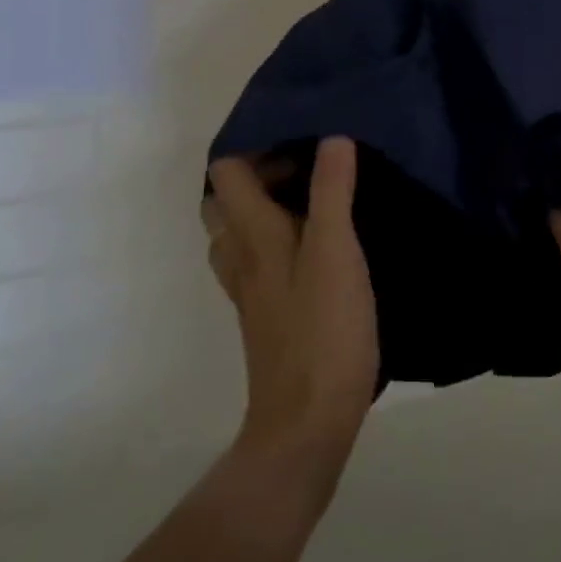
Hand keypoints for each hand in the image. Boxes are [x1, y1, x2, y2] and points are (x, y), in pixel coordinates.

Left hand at [204, 138, 378, 495]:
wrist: (306, 423)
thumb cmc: (323, 330)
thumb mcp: (335, 251)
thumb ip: (332, 192)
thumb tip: (332, 138)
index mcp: (251, 235)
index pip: (226, 171)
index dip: (254, 146)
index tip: (299, 138)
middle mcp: (240, 256)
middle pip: (225, 200)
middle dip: (258, 174)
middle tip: (307, 168)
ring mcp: (249, 289)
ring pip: (238, 233)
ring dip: (265, 208)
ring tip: (313, 202)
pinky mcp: (264, 314)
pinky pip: (257, 261)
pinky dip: (275, 241)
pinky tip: (317, 248)